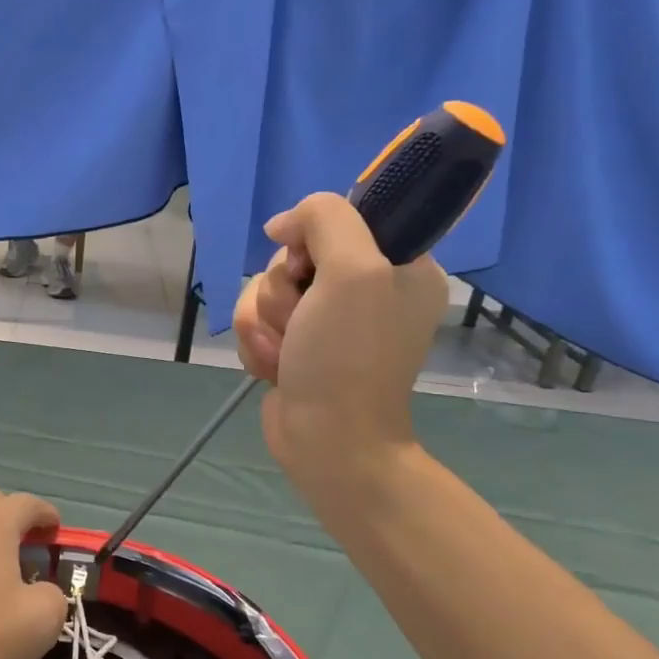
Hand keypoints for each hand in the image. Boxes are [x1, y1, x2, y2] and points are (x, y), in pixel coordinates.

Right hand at [233, 193, 448, 505]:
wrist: (329, 440)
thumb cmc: (348, 356)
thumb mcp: (353, 270)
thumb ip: (325, 219)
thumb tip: (282, 227)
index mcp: (400, 265)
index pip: (340, 218)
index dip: (310, 236)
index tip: (304, 264)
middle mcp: (366, 289)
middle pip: (292, 256)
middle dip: (282, 291)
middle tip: (301, 320)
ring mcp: (328, 321)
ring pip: (266, 290)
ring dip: (266, 322)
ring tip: (287, 353)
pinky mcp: (298, 346)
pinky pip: (258, 322)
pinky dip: (260, 344)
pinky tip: (277, 367)